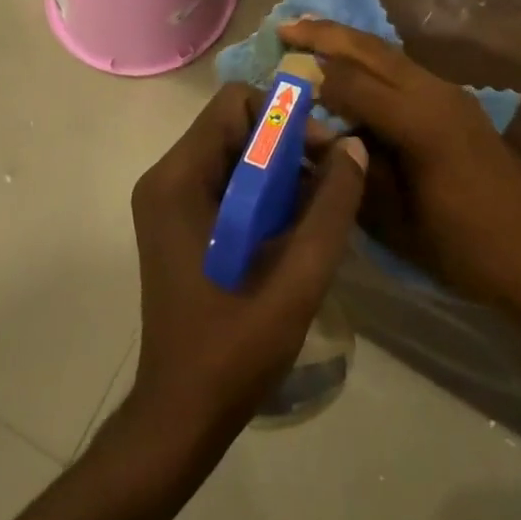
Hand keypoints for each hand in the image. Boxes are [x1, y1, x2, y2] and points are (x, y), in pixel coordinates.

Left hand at [126, 84, 367, 446]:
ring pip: (232, 151)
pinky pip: (224, 179)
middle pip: (234, 124)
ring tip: (315, 208)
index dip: (283, 117)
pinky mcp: (176, 221)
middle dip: (286, 143)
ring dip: (277, 169)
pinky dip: (261, 189)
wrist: (180, 416)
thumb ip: (331, 207)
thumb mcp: (298, 277)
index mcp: (179, 178)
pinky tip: (290, 227)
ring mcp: (167, 199)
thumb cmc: (234, 348)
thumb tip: (354, 146)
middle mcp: (166, 176)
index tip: (322, 153)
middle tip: (328, 181)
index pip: (235, 102)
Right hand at [280, 19, 520, 361]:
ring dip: (349, 41)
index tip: (277, 75)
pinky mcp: (457, 103)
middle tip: (284, 25)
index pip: (351, 81)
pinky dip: (371, 60)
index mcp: (418, 121)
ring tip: (310, 34)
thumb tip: (315, 135)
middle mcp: (433, 92)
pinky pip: (404, 69)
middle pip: (371, 49)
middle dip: (326, 33)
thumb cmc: (469, 250)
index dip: (312, 78)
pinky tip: (353, 68)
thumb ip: (353, 172)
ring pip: (389, 53)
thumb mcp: (400, 223)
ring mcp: (449, 93)